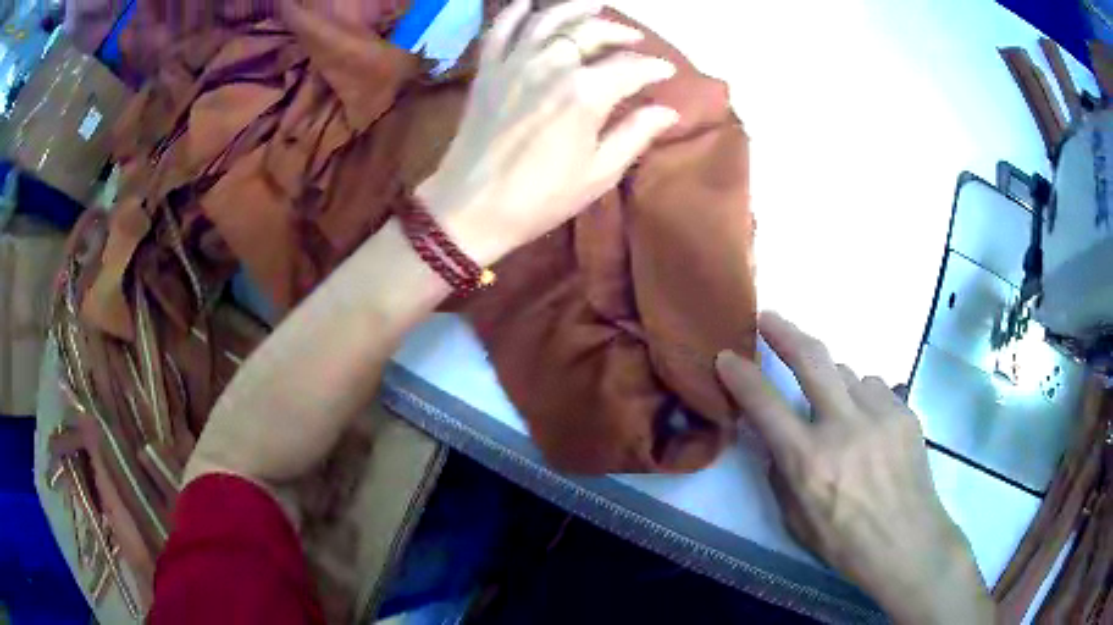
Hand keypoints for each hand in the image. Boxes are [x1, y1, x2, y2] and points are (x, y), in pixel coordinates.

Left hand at [416, 0, 679, 266]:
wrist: (470, 208)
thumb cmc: (540, 198)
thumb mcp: (598, 173)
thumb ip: (635, 134)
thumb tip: (668, 111)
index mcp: (585, 93)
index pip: (630, 67)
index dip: (654, 67)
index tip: (667, 70)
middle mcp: (551, 65)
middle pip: (591, 33)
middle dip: (619, 32)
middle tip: (634, 40)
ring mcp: (515, 63)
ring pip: (549, 20)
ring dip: (575, 9)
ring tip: (593, 4)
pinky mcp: (488, 70)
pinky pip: (500, 30)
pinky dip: (514, 12)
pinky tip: (526, 3)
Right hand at [715, 312, 993, 624]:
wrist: (906, 542)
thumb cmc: (844, 542)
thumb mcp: (795, 520)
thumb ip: (781, 473)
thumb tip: (776, 439)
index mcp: (808, 461)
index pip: (765, 405)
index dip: (741, 376)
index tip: (727, 357)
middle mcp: (843, 427)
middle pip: (811, 360)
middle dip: (784, 333)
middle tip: (768, 318)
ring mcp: (879, 414)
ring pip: (848, 374)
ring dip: (835, 384)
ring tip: (840, 411)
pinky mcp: (904, 411)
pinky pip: (875, 388)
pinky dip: (864, 398)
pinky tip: (869, 424)